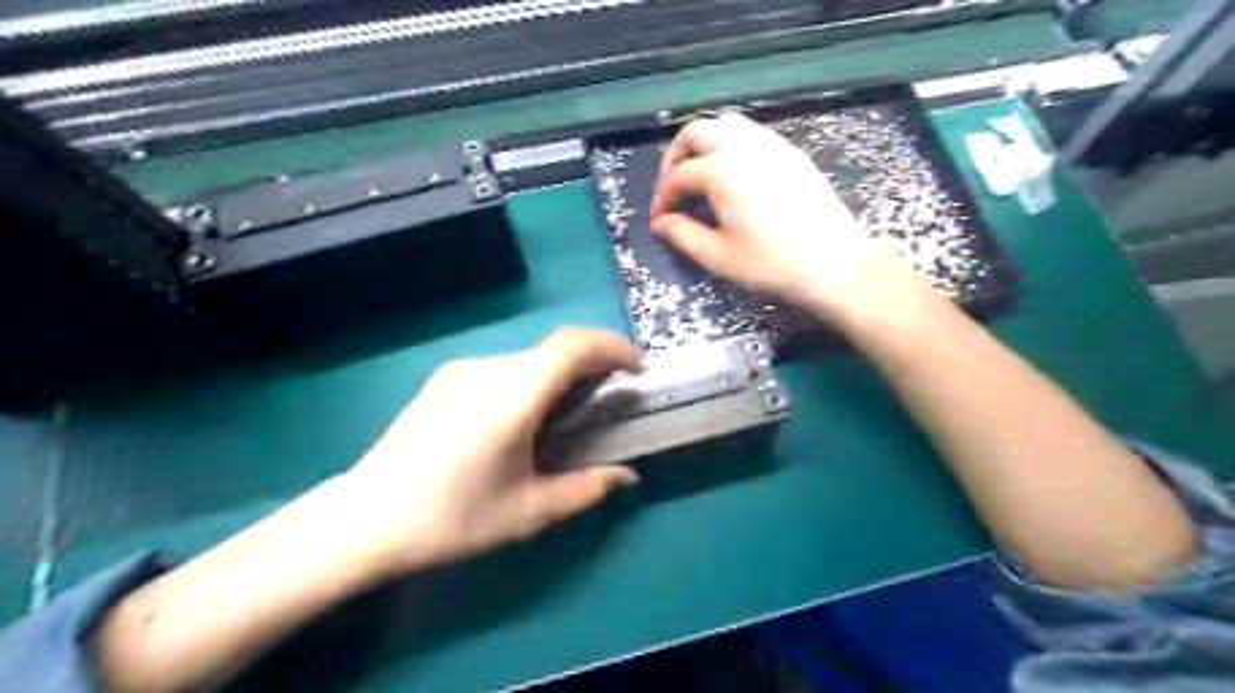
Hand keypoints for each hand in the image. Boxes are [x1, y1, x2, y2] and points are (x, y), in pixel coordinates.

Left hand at [342, 326, 641, 577]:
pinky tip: (521, 419)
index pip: (572, 344)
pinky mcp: (444, 378)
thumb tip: (627, 476)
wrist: (365, 518)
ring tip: (566, 414)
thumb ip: (586, 489)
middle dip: (592, 364)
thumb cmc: (452, 517)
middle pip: (554, 350)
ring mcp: (461, 370)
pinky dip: (530, 380)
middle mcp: (488, 370)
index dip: (612, 345)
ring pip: (529, 358)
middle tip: (609, 398)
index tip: (636, 368)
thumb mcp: (528, 512)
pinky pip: (502, 368)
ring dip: (559, 374)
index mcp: (512, 397)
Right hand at [650, 114, 920, 317]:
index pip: (677, 177)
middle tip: (673, 188)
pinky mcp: (790, 152)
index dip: (662, 199)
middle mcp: (742, 146)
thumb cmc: (770, 263)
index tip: (659, 221)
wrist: (833, 264)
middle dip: (675, 158)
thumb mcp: (717, 255)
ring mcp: (770, 144)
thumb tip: (661, 223)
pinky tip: (733, 176)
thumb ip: (682, 234)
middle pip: (696, 133)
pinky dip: (730, 145)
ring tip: (700, 176)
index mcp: (720, 170)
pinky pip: (751, 134)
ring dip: (703, 145)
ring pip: (725, 125)